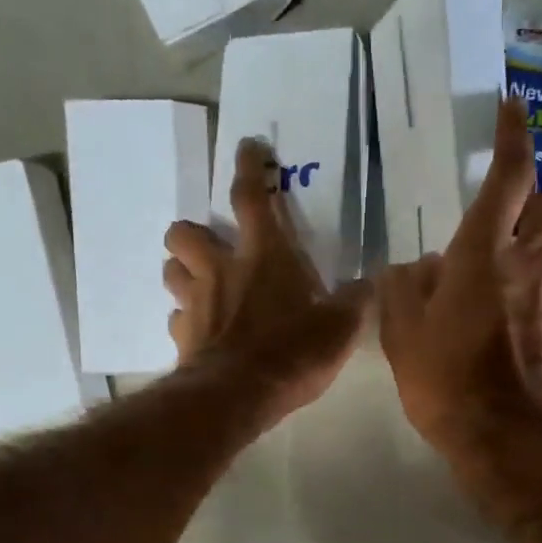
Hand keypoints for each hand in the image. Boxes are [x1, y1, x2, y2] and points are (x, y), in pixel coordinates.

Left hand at [164, 138, 370, 420]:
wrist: (239, 396)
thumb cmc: (293, 352)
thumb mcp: (340, 328)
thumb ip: (354, 301)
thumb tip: (369, 284)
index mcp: (264, 256)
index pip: (251, 197)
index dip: (248, 167)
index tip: (247, 146)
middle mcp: (221, 269)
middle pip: (186, 232)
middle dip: (193, 232)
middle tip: (213, 248)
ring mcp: (195, 303)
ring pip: (172, 271)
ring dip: (184, 272)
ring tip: (203, 286)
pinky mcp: (182, 338)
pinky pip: (176, 319)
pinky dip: (188, 321)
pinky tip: (203, 332)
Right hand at [378, 95, 541, 457]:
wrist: (505, 440)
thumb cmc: (444, 380)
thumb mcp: (401, 332)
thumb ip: (404, 287)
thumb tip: (417, 268)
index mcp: (484, 252)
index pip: (509, 173)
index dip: (513, 135)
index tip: (514, 107)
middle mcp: (532, 262)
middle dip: (529, 200)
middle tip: (502, 223)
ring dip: (539, 249)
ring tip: (510, 280)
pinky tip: (525, 330)